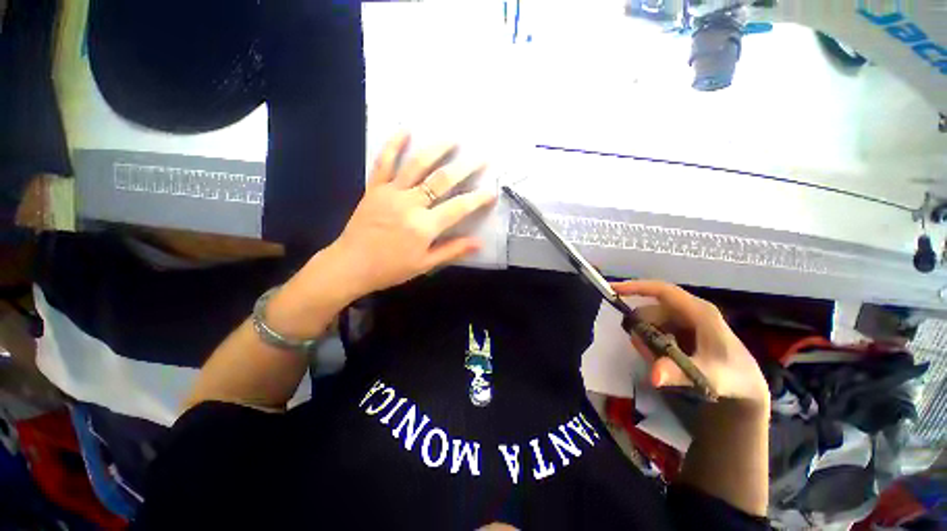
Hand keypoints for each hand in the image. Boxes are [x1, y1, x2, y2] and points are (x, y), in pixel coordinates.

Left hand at [328, 132, 496, 298]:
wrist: (350, 265)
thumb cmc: (391, 268)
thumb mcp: (425, 264)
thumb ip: (452, 251)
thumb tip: (479, 243)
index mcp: (424, 226)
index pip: (458, 208)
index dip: (477, 199)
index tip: (491, 192)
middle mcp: (410, 204)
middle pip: (441, 180)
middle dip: (464, 168)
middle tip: (480, 157)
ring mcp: (391, 193)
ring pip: (416, 165)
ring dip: (436, 150)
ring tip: (452, 138)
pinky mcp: (374, 188)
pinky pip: (383, 162)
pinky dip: (393, 145)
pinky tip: (404, 130)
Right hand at [612, 280, 769, 410]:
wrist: (747, 388)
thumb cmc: (733, 378)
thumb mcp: (708, 377)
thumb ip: (679, 374)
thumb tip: (652, 376)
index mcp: (699, 311)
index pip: (662, 290)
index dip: (636, 287)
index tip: (612, 289)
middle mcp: (689, 311)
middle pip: (651, 310)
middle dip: (641, 330)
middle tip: (644, 353)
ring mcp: (684, 320)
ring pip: (650, 322)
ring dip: (646, 340)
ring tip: (656, 361)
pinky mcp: (680, 330)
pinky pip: (654, 331)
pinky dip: (650, 344)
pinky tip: (660, 359)